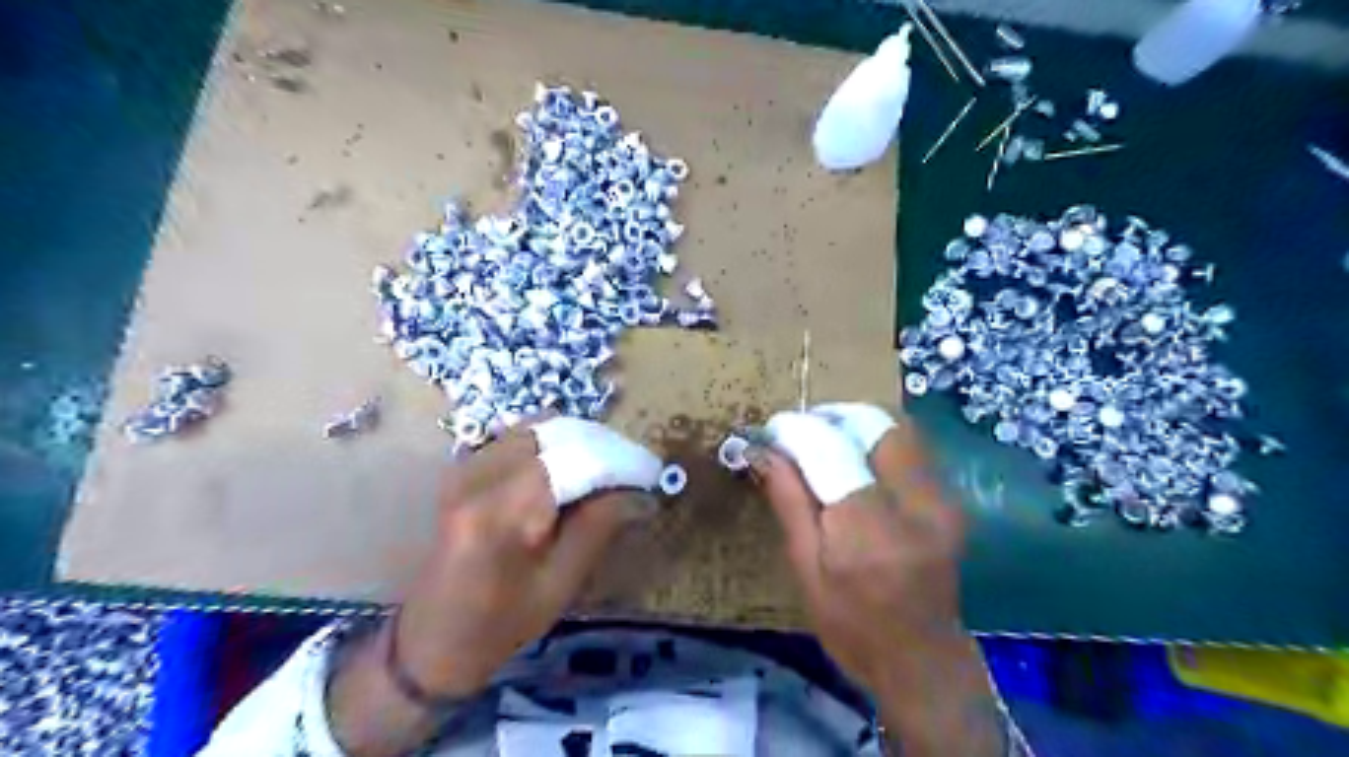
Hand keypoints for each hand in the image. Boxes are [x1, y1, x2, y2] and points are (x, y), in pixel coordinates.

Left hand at [328, 419, 661, 756]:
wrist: (432, 640)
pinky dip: (552, 443)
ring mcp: (466, 467)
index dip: (620, 460)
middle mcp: (479, 476)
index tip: (651, 472)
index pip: (576, 459)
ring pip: (538, 427)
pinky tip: (569, 469)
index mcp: (502, 513)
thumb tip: (641, 491)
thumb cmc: (500, 624)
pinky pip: (518, 437)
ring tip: (605, 469)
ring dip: (578, 440)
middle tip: (631, 470)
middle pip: (557, 432)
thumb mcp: (561, 583)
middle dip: (602, 444)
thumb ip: (599, 525)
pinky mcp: (464, 469)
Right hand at [754, 406, 1004, 755]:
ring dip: (857, 425)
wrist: (922, 663)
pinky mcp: (950, 501)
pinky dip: (877, 442)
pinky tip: (855, 463)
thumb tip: (764, 450)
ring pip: (899, 429)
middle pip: (875, 424)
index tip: (773, 430)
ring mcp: (942, 500)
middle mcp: (915, 504)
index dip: (798, 430)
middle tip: (802, 432)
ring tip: (824, 442)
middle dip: (834, 416)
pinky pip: (912, 449)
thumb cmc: (852, 626)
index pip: (831, 449)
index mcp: (869, 529)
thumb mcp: (805, 569)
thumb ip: (789, 501)